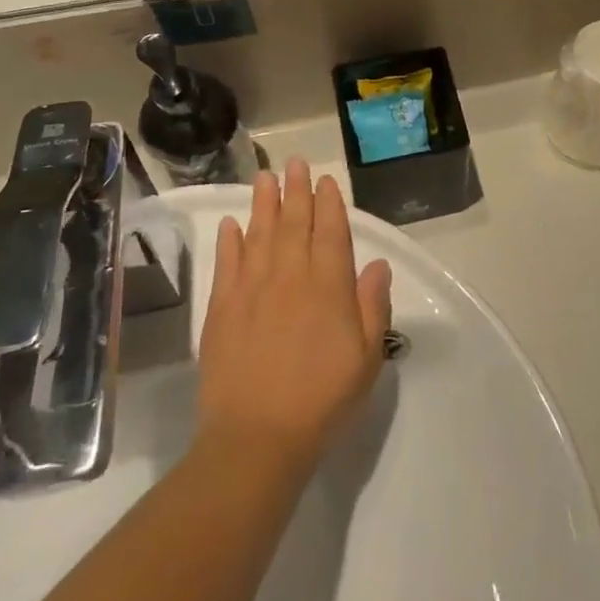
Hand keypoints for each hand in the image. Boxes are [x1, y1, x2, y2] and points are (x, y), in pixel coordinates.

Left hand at [198, 161, 393, 466]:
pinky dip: (229, 240)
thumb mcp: (366, 358)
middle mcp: (290, 276)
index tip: (325, 180)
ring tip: (265, 177)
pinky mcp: (222, 308)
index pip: (331, 232)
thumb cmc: (322, 399)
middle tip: (295, 162)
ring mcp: (252, 289)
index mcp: (328, 286)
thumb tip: (378, 264)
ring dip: (263, 203)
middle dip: (296, 190)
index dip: (329, 203)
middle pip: (294, 223)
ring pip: (259, 233)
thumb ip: (372, 306)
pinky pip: (226, 263)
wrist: (257, 437)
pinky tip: (231, 223)